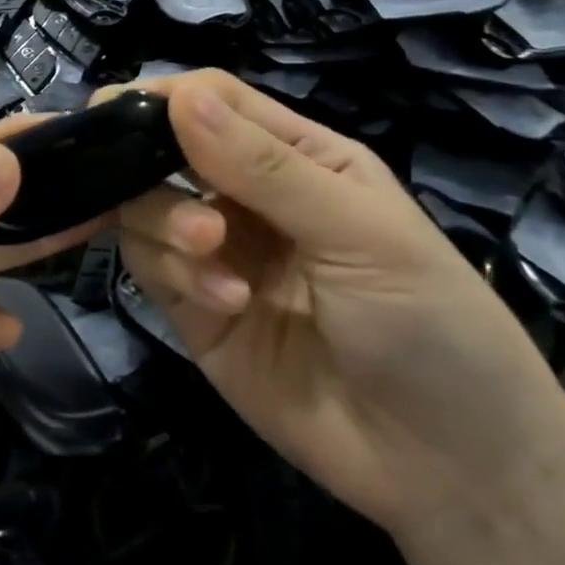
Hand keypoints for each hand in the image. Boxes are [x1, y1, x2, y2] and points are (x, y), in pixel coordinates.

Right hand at [112, 70, 564, 541]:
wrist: (446, 468)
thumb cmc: (431, 324)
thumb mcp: (360, 232)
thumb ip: (265, 167)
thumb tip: (179, 96)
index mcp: (299, 156)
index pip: (214, 101)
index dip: (166, 98)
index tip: (117, 111)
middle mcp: (246, 196)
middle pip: (163, 151)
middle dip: (152, 169)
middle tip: (181, 205)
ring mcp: (214, 252)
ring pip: (145, 207)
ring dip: (167, 226)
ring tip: (213, 259)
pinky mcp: (190, 306)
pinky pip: (149, 265)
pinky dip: (174, 273)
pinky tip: (225, 303)